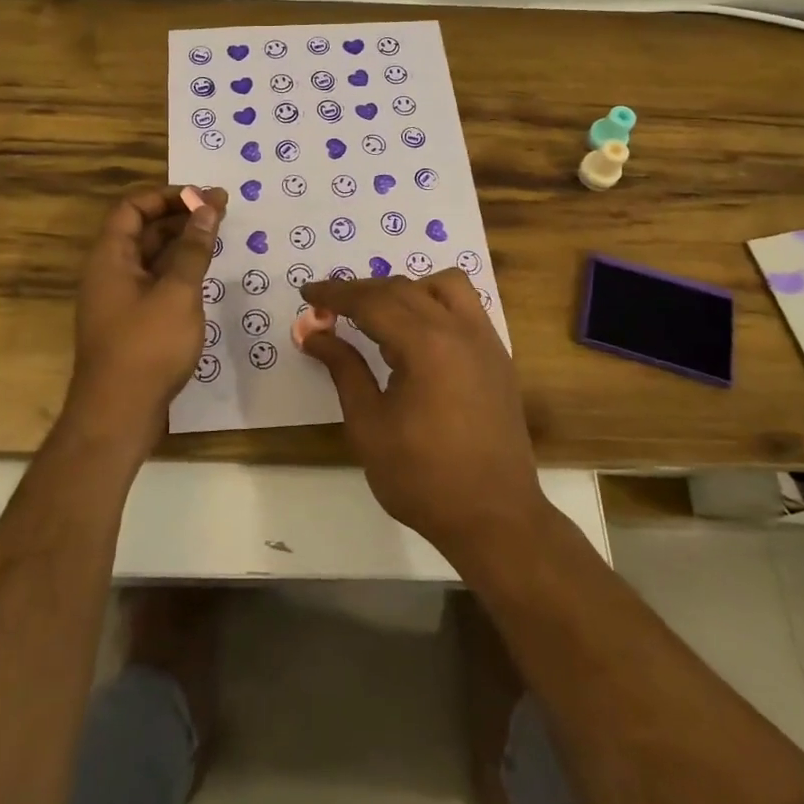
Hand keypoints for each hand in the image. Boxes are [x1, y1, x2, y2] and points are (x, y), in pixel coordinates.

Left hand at [64, 185, 226, 459]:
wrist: (117, 415)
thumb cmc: (147, 347)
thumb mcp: (177, 292)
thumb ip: (193, 248)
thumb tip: (208, 207)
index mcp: (110, 257)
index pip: (133, 207)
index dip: (167, 196)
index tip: (203, 197)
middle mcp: (109, 272)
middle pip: (142, 230)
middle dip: (180, 217)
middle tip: (221, 211)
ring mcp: (118, 299)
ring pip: (150, 258)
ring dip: (181, 244)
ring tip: (218, 238)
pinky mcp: (130, 322)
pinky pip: (154, 282)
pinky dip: (177, 271)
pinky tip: (204, 275)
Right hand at [297, 270, 548, 562]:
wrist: (495, 518)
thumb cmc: (423, 478)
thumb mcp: (369, 426)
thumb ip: (343, 370)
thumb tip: (314, 334)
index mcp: (426, 345)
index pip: (373, 301)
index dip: (336, 293)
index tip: (307, 293)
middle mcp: (460, 330)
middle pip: (403, 288)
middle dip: (362, 291)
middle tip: (328, 305)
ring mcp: (485, 341)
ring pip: (444, 285)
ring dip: (406, 288)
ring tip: (378, 314)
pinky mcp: (497, 357)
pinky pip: (466, 306)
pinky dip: (435, 302)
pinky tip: (416, 332)